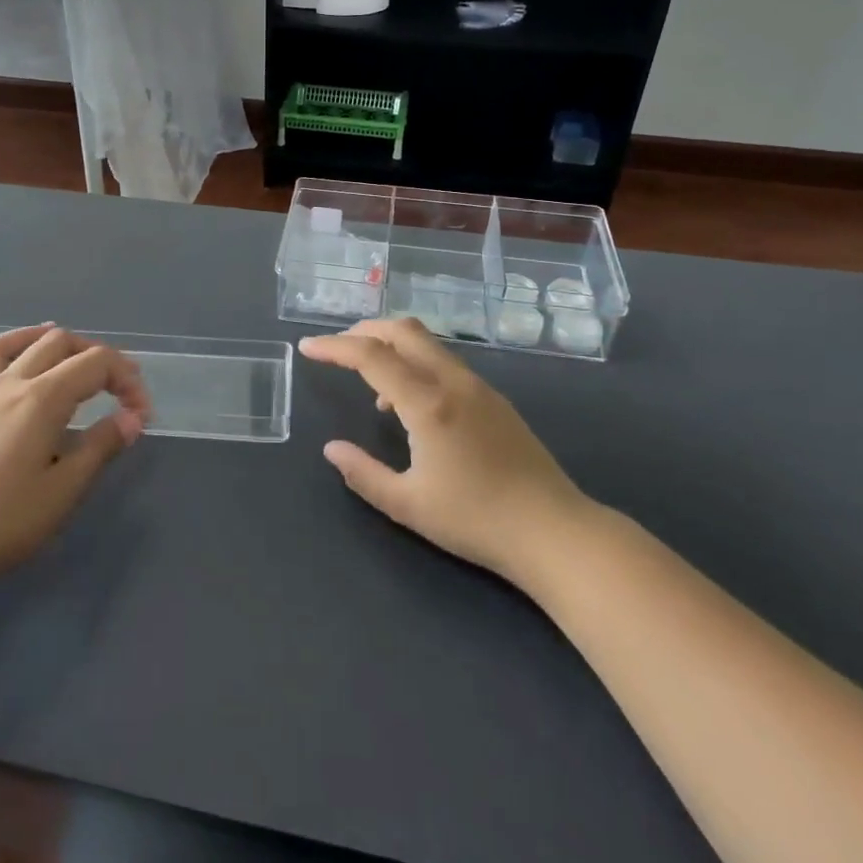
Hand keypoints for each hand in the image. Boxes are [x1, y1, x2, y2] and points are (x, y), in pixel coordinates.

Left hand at [0, 326, 151, 605]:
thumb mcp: (64, 491)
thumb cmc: (0, 523)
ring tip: (50, 338)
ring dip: (29, 338)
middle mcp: (5, 386)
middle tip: (113, 383)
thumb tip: (131, 418)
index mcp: (41, 399)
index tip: (141, 415)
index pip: (95, 364)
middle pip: (53, 344)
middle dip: (91, 353)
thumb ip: (101, 448)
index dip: (126, 379)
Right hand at [298, 318, 592, 581]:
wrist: (554, 532)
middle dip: (364, 331)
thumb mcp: (408, 505)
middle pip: (403, 330)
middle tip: (337, 348)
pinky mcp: (495, 399)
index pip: (371, 356)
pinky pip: (445, 364)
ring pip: (427, 343)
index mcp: (427, 402)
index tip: (307, 347)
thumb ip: (363, 474)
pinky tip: (410, 405)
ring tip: (370, 382)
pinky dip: (416, 364)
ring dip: (392, 346)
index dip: (334, 347)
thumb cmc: (476, 520)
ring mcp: (478, 387)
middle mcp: (453, 382)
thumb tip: (332, 450)